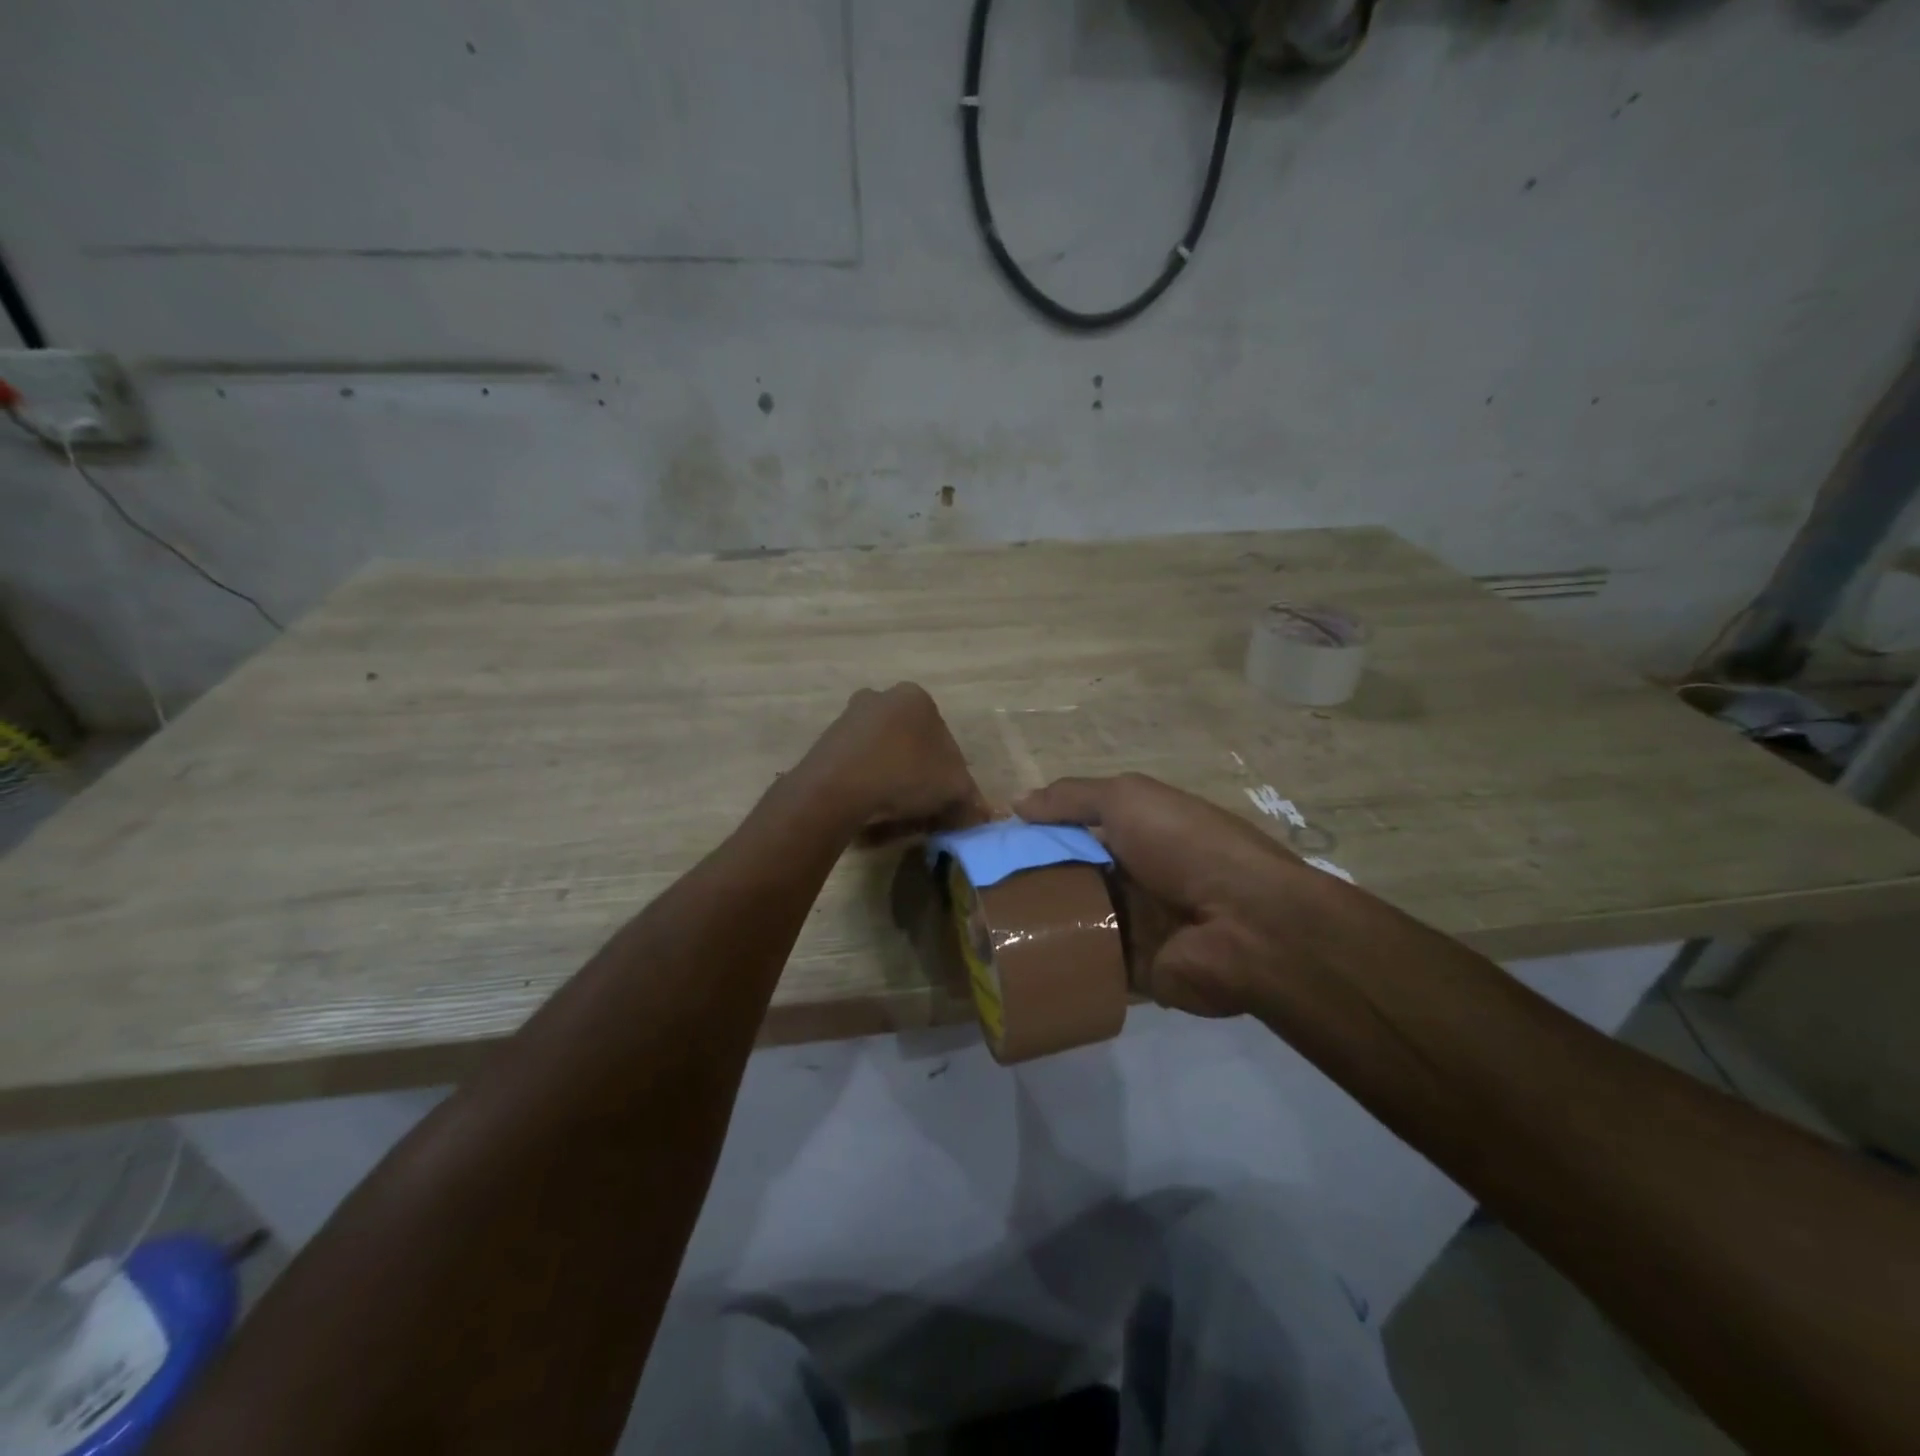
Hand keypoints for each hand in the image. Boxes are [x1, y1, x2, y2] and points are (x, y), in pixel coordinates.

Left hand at [806, 683, 987, 838]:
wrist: (836, 789)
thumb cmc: (905, 775)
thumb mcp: (953, 788)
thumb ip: (970, 797)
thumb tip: (977, 812)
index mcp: (915, 697)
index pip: (943, 736)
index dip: (949, 772)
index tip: (946, 798)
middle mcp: (880, 697)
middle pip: (911, 742)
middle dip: (918, 772)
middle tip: (922, 805)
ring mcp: (848, 718)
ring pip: (883, 753)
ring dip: (891, 778)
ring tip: (894, 812)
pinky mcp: (825, 742)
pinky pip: (857, 765)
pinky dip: (866, 784)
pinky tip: (869, 808)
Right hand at [1015, 773, 1344, 1017]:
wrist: (1247, 925)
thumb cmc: (1185, 846)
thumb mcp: (1129, 798)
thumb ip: (1073, 797)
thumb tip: (1017, 802)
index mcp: (1136, 833)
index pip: (1074, 831)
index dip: (1034, 835)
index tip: (990, 847)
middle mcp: (1134, 876)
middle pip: (1069, 878)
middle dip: (1028, 883)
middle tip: (977, 894)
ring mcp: (1136, 925)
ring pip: (1074, 923)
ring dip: (1038, 925)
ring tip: (983, 932)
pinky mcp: (1136, 971)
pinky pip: (1088, 966)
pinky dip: (1058, 965)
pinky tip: (1013, 967)